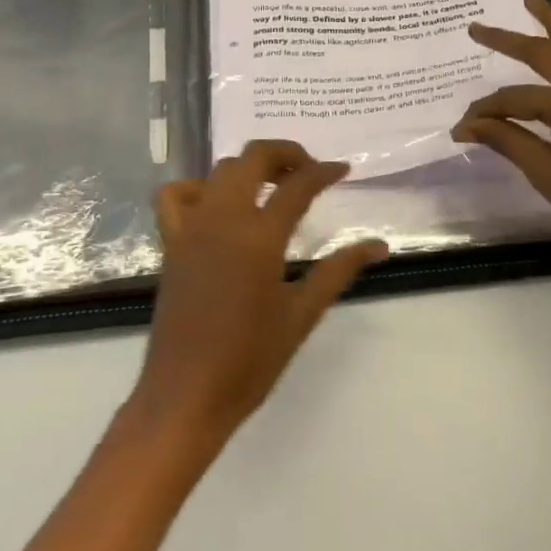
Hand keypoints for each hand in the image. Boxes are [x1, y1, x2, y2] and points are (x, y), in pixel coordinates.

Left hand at [129, 141, 386, 443]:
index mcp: (259, 237)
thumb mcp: (302, 314)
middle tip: (309, 171)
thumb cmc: (249, 360)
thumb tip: (379, 245)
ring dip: (249, 167)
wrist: (186, 396)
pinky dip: (198, 188)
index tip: (343, 170)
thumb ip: (339, 271)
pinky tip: (217, 207)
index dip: (324, 172)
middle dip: (285, 154)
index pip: (298, 186)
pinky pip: (176, 196)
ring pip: (219, 170)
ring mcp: (191, 227)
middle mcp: (223, 219)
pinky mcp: (171, 243)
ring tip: (271, 186)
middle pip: (253, 158)